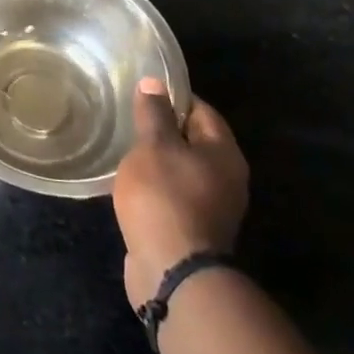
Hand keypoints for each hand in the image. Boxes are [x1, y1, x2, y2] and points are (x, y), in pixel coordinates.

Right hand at [113, 80, 248, 310]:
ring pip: (183, 169)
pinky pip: (175, 194)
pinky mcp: (195, 229)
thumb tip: (154, 83)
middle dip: (164, 129)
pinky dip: (157, 185)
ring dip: (159, 160)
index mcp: (224, 153)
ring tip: (125, 149)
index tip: (142, 93)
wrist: (172, 271)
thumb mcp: (153, 146)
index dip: (173, 97)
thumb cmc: (164, 197)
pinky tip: (132, 183)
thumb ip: (153, 114)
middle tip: (129, 119)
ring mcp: (213, 207)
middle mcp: (227, 178)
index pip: (201, 110)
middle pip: (195, 141)